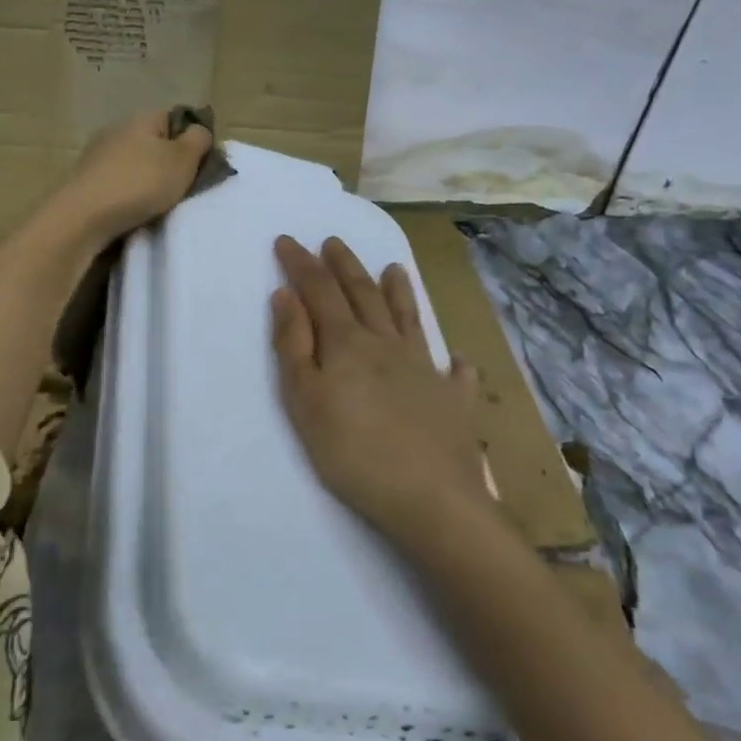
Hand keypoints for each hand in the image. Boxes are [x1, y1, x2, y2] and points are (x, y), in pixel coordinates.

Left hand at [52, 109, 213, 242]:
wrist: (83, 216)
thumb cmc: (140, 183)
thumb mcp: (182, 160)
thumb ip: (198, 141)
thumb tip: (199, 131)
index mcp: (142, 118)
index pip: (176, 118)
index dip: (191, 140)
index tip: (199, 166)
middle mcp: (117, 129)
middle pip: (154, 142)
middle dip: (169, 163)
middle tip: (182, 188)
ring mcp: (97, 154)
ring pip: (134, 163)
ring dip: (147, 180)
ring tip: (158, 204)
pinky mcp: (85, 179)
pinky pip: (117, 181)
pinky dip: (128, 194)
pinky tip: (133, 211)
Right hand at [270, 236, 492, 545]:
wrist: (431, 499)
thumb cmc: (353, 452)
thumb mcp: (305, 400)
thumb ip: (293, 345)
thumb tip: (285, 295)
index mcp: (348, 343)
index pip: (319, 291)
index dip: (301, 264)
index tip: (287, 241)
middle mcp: (387, 345)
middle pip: (363, 294)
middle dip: (345, 266)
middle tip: (333, 242)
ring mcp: (425, 369)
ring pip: (409, 319)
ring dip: (399, 292)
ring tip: (394, 268)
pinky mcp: (453, 401)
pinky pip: (454, 372)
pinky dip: (452, 361)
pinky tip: (455, 359)